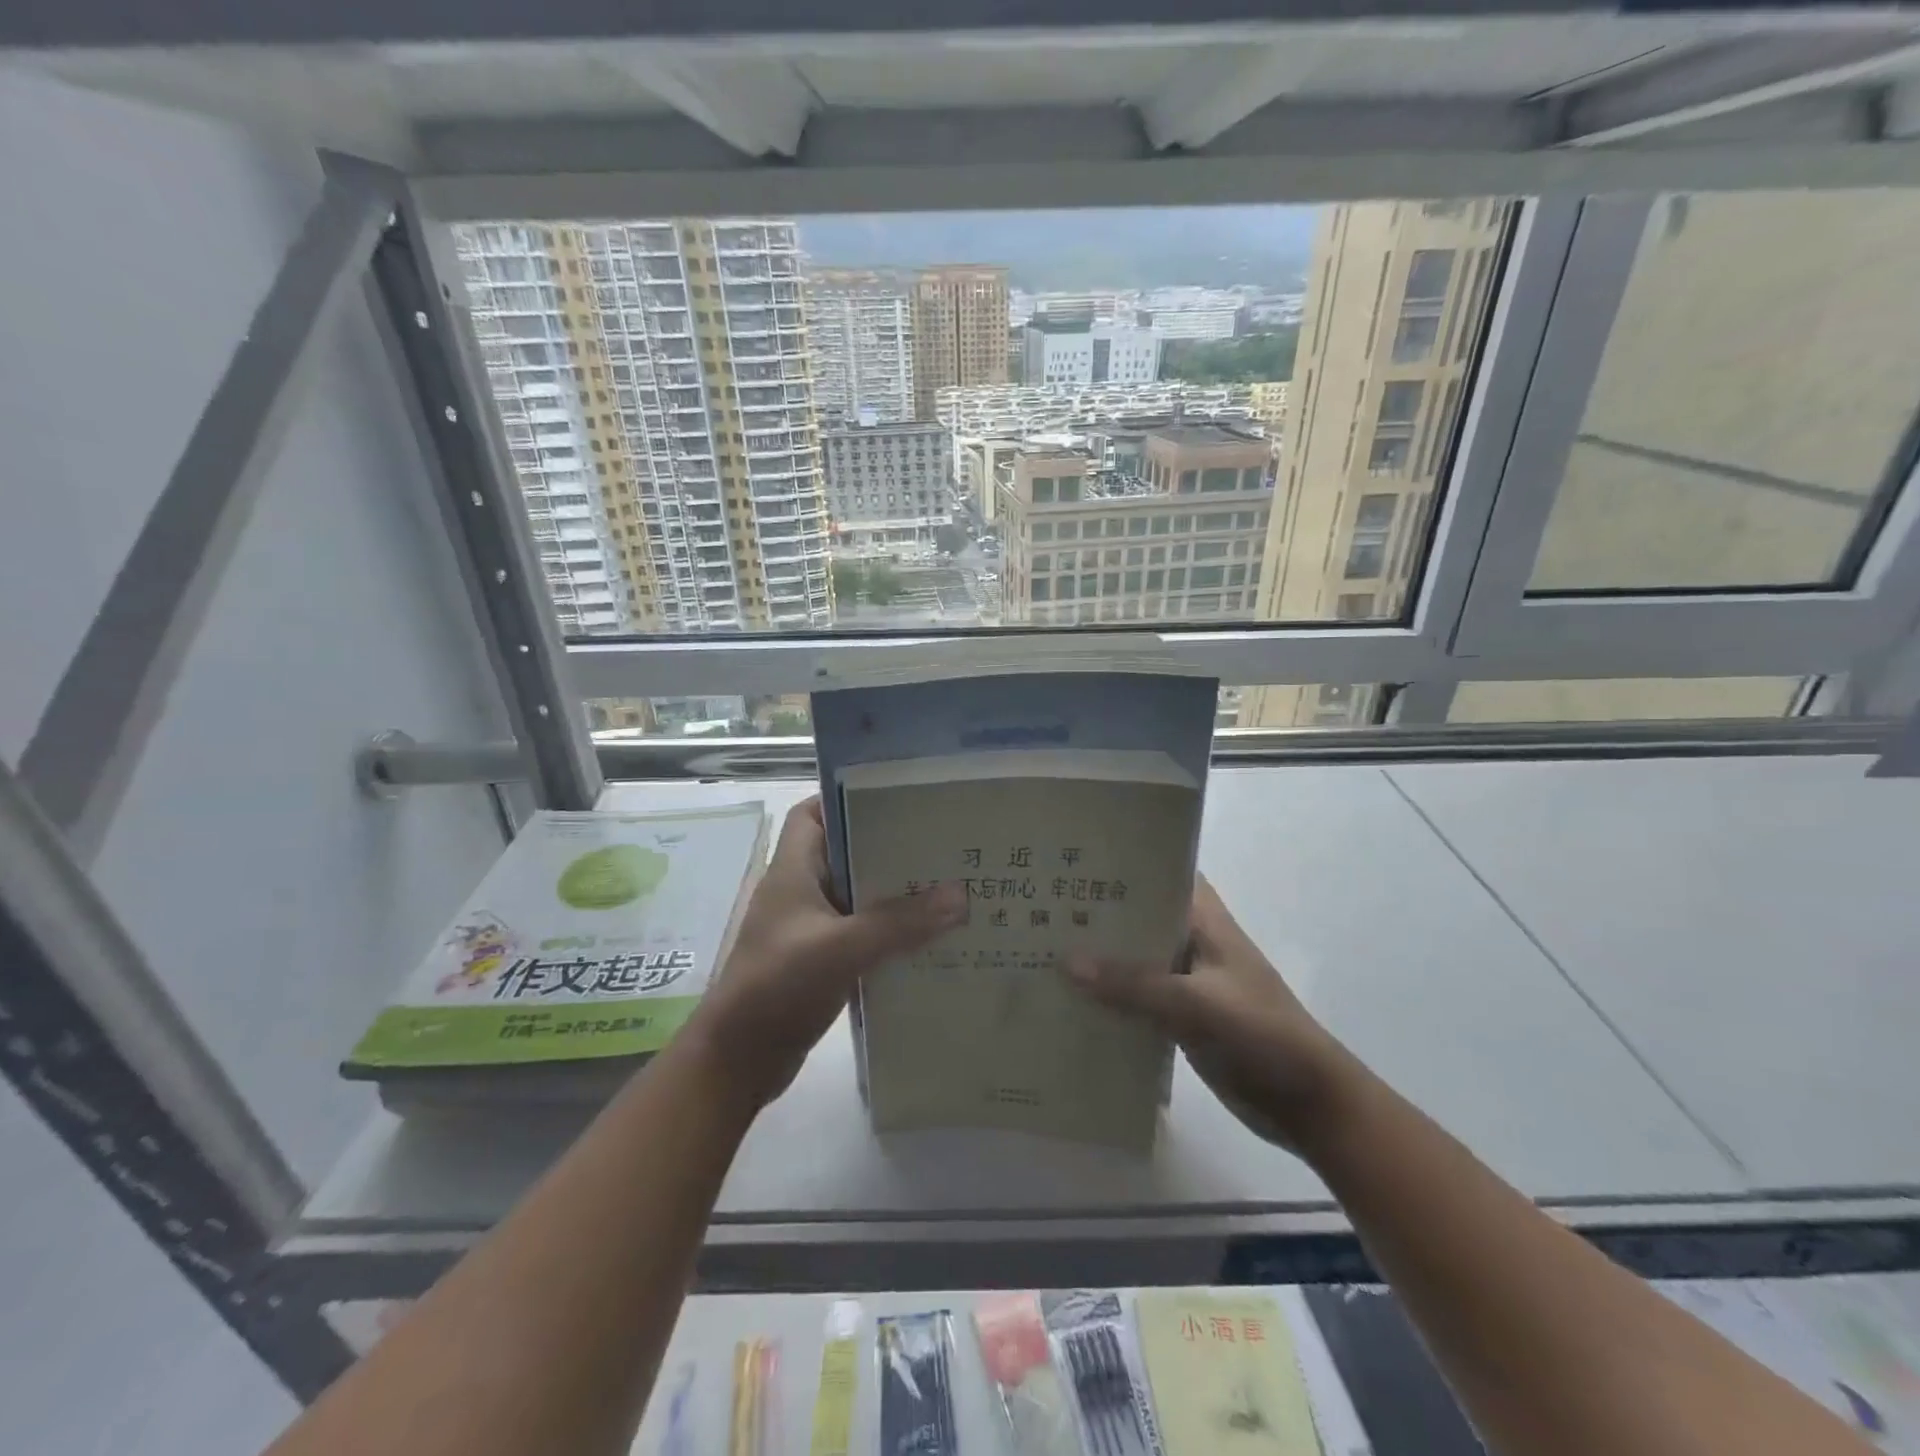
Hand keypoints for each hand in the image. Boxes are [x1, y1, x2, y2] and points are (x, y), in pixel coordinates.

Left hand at [689, 797, 966, 1107]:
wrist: (737, 1061)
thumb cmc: (777, 987)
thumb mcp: (840, 949)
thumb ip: (899, 923)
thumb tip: (961, 895)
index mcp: (793, 870)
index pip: (813, 813)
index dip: (848, 799)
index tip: (898, 799)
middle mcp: (800, 892)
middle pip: (846, 853)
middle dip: (889, 848)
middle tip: (940, 844)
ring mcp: (809, 928)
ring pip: (858, 896)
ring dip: (894, 894)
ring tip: (947, 886)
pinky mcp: (820, 960)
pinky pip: (861, 933)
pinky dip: (889, 932)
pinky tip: (928, 938)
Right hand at [1064, 876, 1355, 1150]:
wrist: (1309, 1105)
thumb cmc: (1262, 1036)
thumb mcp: (1197, 1005)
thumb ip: (1134, 985)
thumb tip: (1065, 962)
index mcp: (1204, 920)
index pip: (1160, 873)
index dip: (1120, 863)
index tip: (1070, 860)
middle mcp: (1192, 941)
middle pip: (1138, 916)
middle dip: (1096, 913)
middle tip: (1038, 904)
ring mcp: (1186, 980)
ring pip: (1134, 958)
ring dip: (1098, 958)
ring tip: (1039, 948)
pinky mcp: (1181, 1016)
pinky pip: (1136, 997)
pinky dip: (1109, 997)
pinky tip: (1068, 1001)